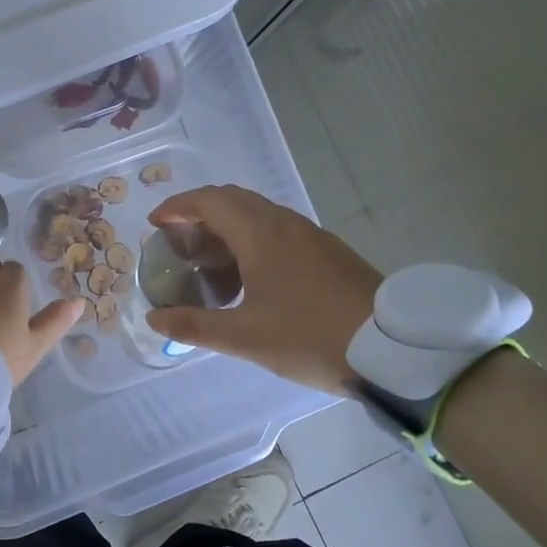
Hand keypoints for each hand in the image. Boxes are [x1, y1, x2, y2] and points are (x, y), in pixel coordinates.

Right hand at [145, 185, 380, 391]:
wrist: (392, 348)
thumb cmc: (310, 337)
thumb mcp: (245, 338)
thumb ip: (195, 326)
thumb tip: (154, 318)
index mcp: (260, 234)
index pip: (209, 201)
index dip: (177, 206)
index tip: (155, 224)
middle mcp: (284, 223)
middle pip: (232, 199)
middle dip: (200, 212)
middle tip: (179, 241)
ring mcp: (310, 234)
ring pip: (258, 212)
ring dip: (228, 224)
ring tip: (210, 258)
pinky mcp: (328, 250)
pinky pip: (278, 228)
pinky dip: (252, 236)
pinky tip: (251, 273)